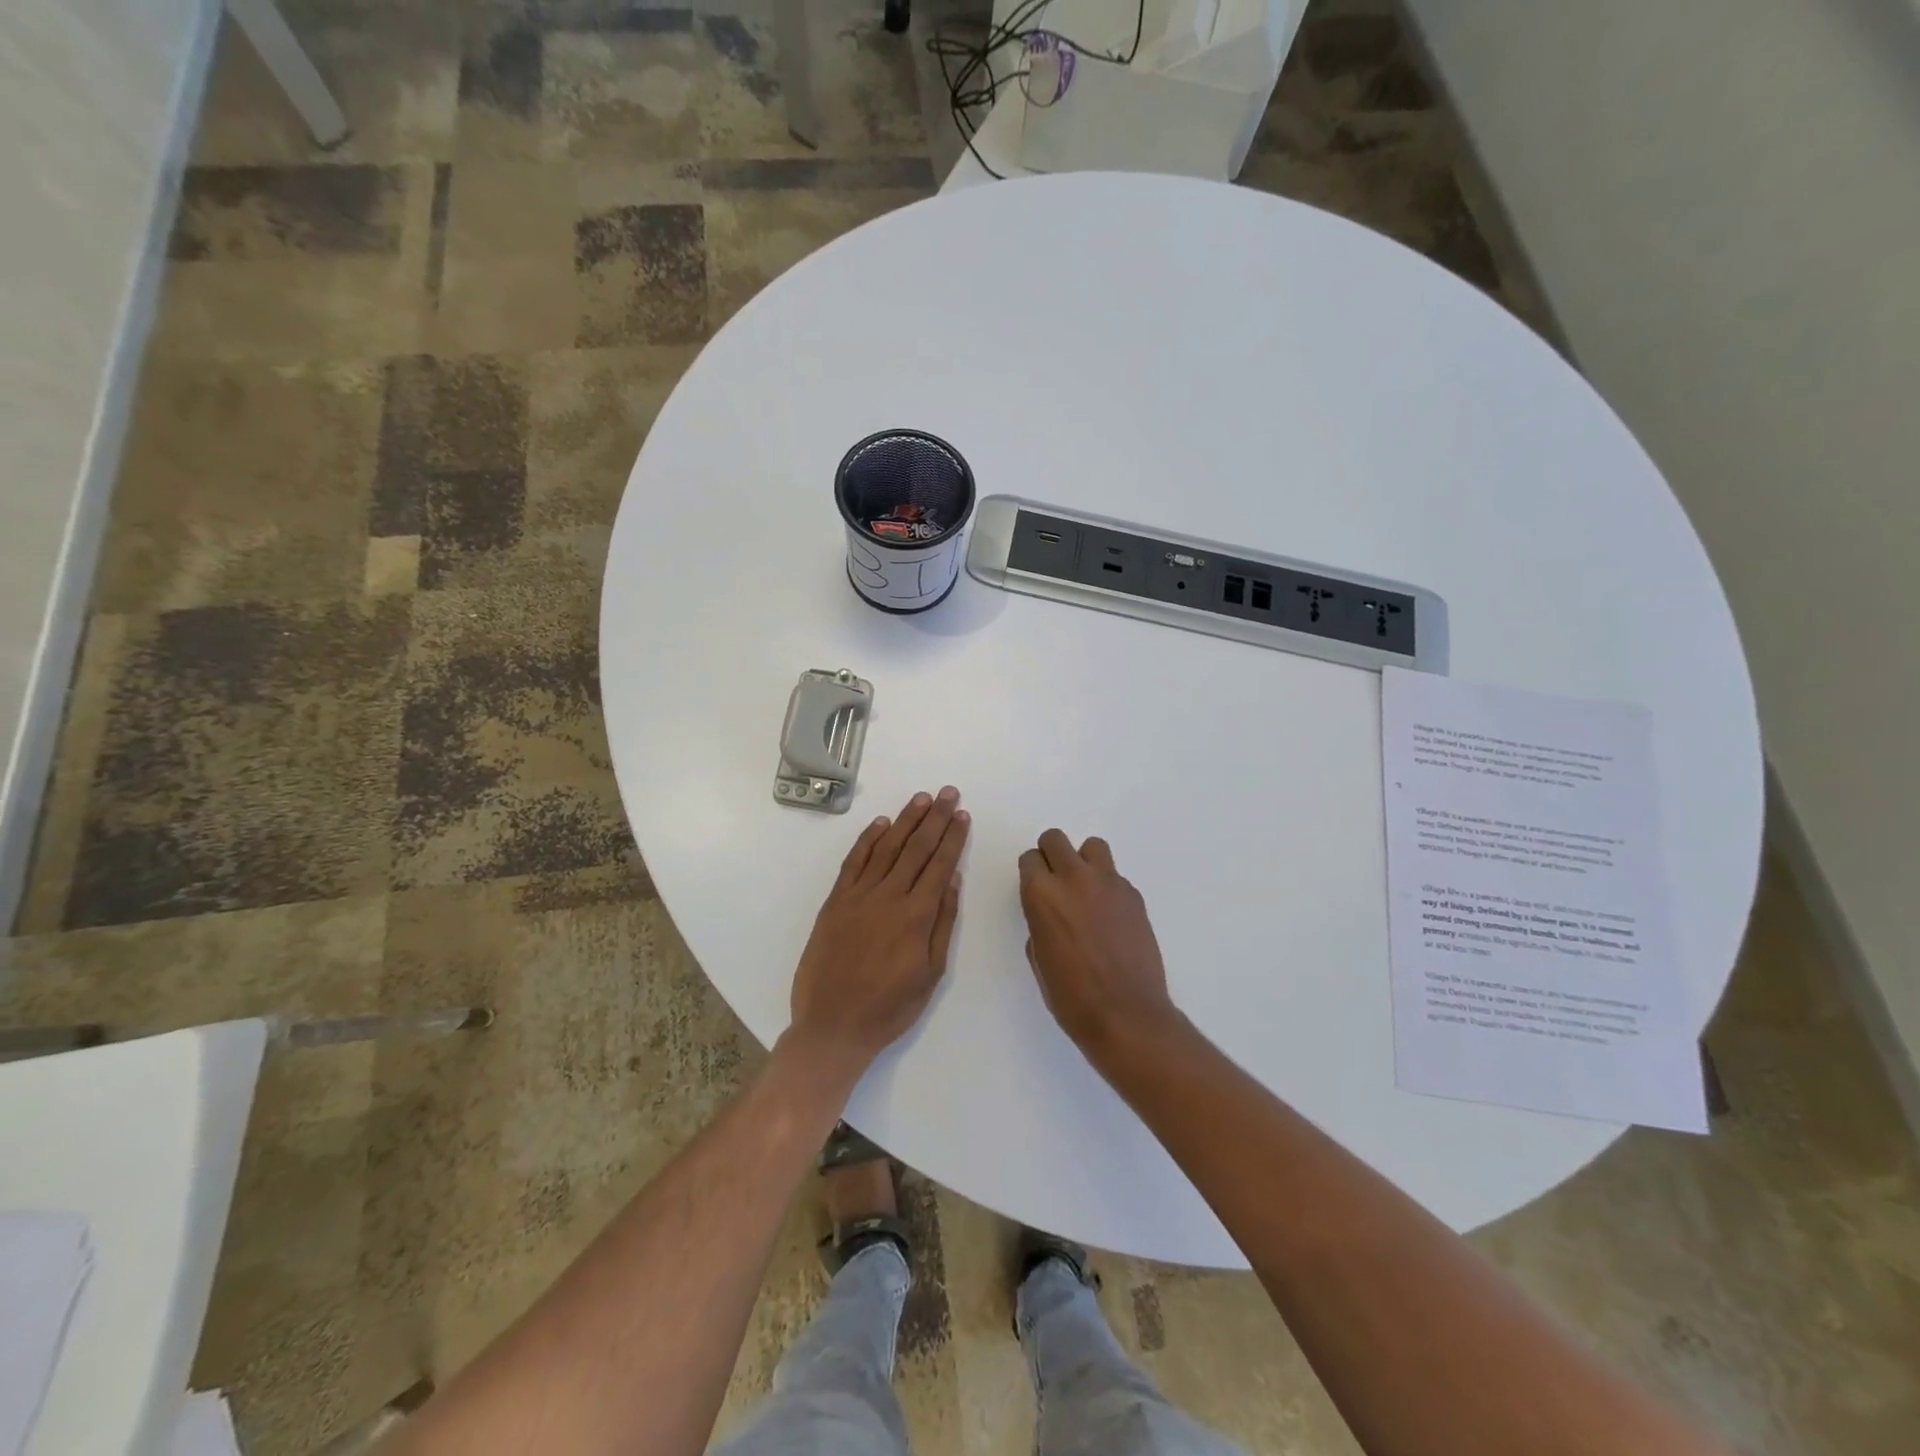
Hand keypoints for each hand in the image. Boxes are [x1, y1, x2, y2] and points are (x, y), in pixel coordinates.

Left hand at [789, 787, 969, 1076]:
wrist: (833, 1026)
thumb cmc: (890, 1007)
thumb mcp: (931, 974)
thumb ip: (943, 924)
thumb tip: (952, 881)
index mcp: (916, 915)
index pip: (940, 864)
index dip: (953, 837)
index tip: (963, 814)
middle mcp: (889, 897)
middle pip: (916, 848)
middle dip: (935, 818)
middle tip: (948, 793)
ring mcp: (858, 896)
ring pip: (887, 847)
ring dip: (906, 820)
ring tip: (922, 799)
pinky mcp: (835, 901)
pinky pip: (853, 861)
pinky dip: (868, 839)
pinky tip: (881, 823)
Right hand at [1018, 829, 1178, 1059]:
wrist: (1126, 1014)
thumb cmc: (1072, 996)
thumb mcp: (1039, 958)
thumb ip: (1041, 923)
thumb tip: (1051, 915)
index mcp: (1041, 894)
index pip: (1029, 858)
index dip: (1031, 873)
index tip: (1036, 890)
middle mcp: (1073, 878)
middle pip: (1056, 840)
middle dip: (1052, 855)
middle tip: (1058, 882)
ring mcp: (1108, 883)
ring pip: (1092, 847)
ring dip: (1084, 862)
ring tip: (1088, 891)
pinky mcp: (1134, 895)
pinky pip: (1115, 877)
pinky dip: (1108, 888)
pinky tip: (1111, 918)